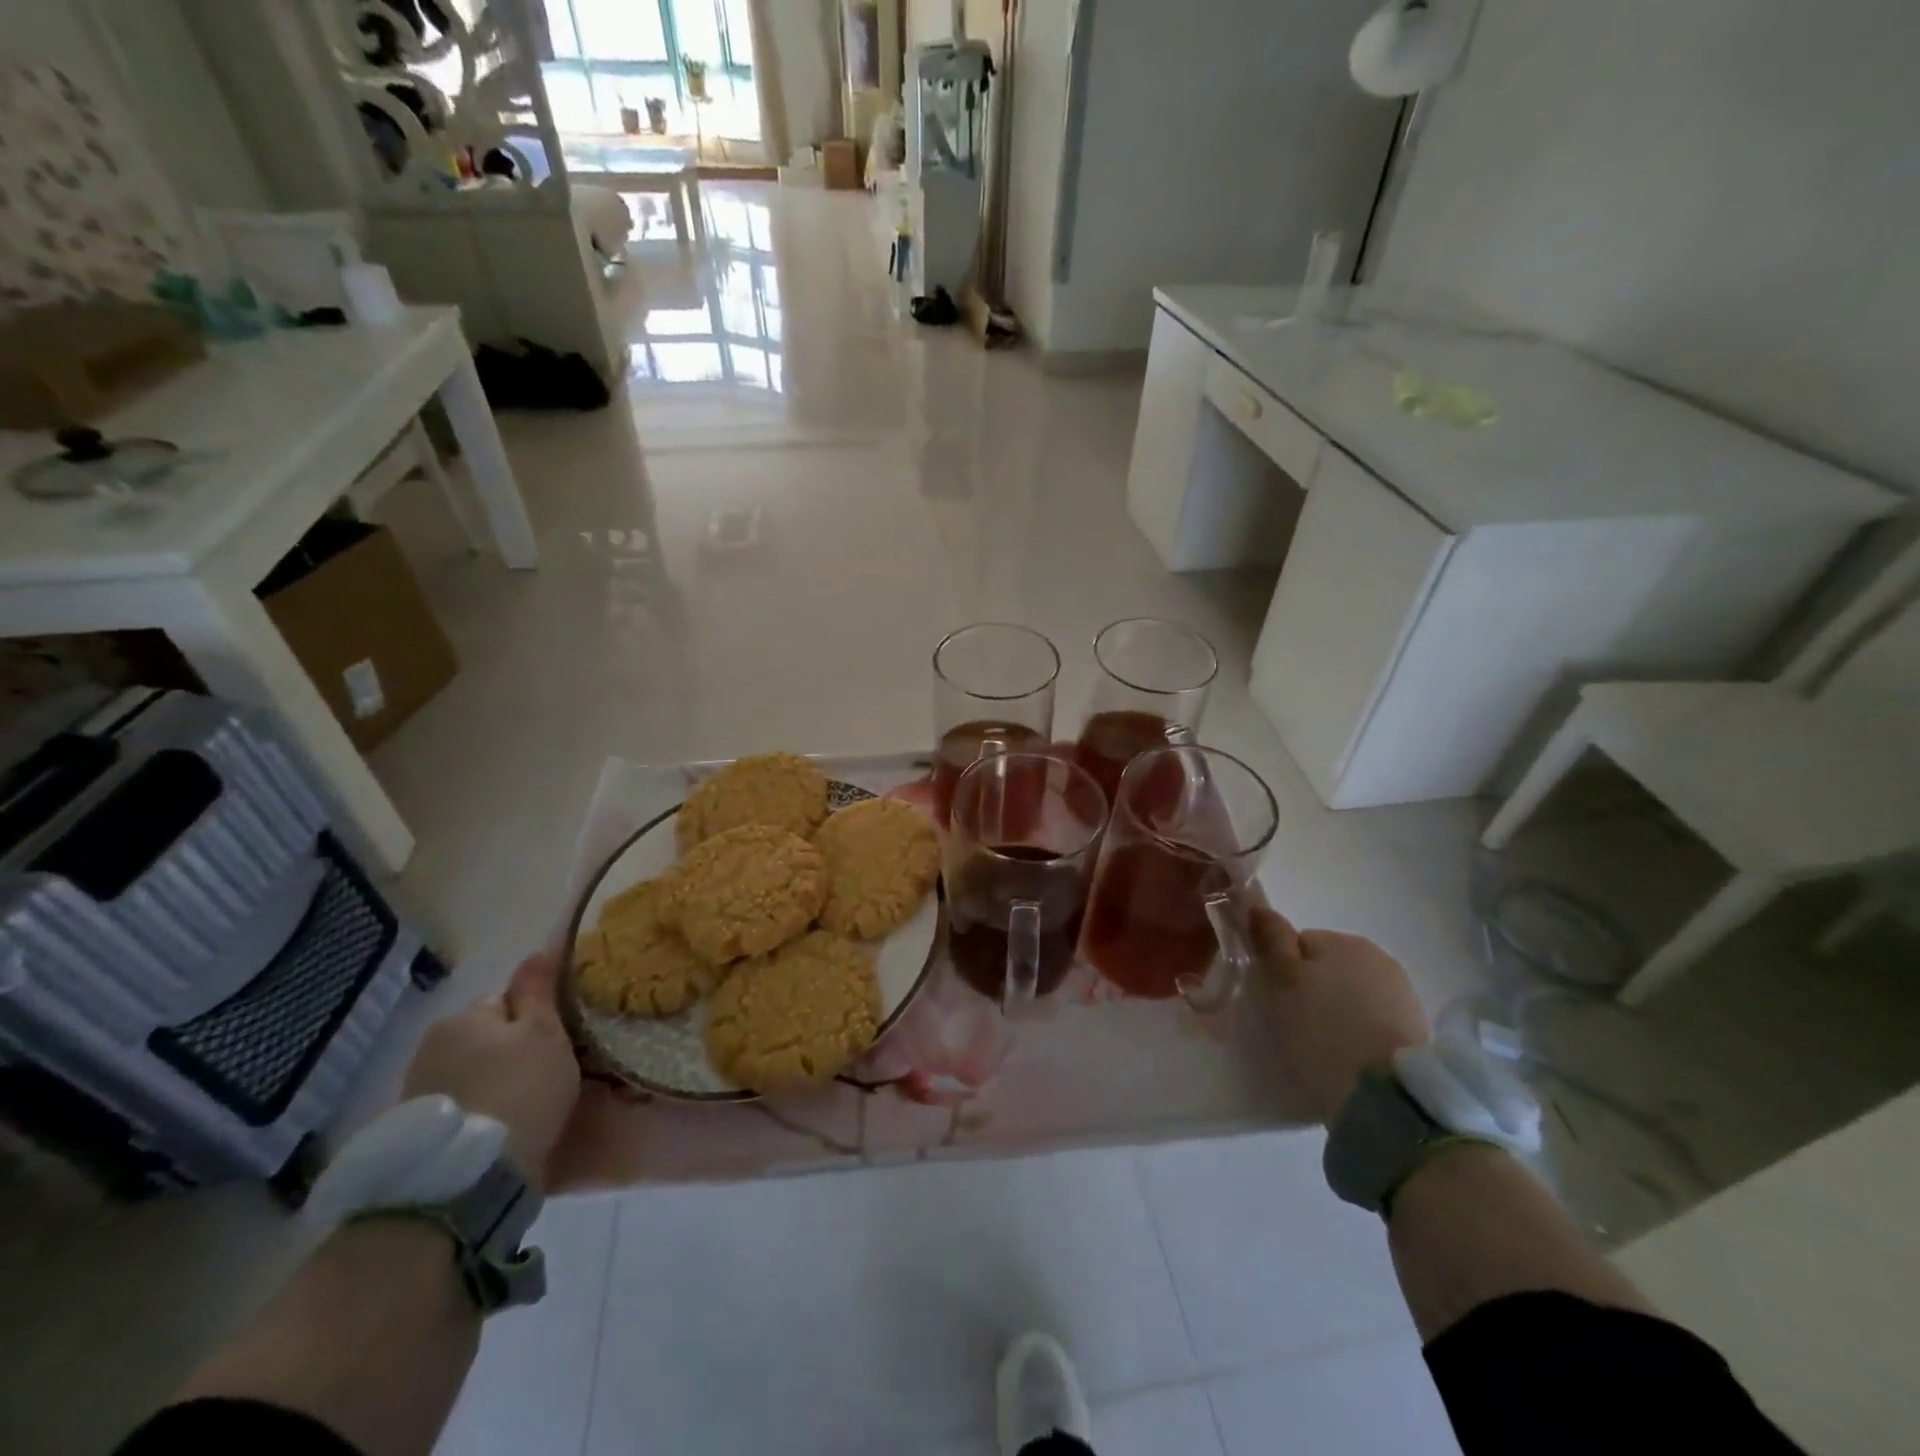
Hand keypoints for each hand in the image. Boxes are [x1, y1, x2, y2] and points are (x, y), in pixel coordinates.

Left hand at [401, 950, 580, 1188]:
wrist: (469, 1178)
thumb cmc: (519, 1088)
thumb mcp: (543, 1032)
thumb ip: (539, 990)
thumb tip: (539, 949)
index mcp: (462, 1017)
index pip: (506, 1000)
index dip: (537, 1016)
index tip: (559, 1040)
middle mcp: (430, 1048)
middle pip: (487, 1037)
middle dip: (512, 1050)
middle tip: (548, 1073)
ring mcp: (418, 1093)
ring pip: (474, 1073)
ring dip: (496, 1082)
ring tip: (528, 1106)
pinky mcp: (418, 1134)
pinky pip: (463, 1106)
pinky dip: (483, 1111)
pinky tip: (503, 1130)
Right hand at [1250, 909, 1431, 1124]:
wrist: (1386, 1095)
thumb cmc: (1322, 1031)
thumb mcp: (1281, 981)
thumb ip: (1270, 940)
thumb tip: (1258, 906)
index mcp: (1342, 940)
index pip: (1298, 943)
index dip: (1281, 971)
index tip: (1276, 1001)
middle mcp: (1377, 955)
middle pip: (1326, 966)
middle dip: (1311, 989)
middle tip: (1296, 1024)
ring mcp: (1402, 992)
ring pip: (1351, 992)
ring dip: (1337, 1010)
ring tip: (1324, 1045)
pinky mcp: (1417, 1028)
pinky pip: (1373, 1018)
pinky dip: (1360, 1030)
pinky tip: (1350, 1055)